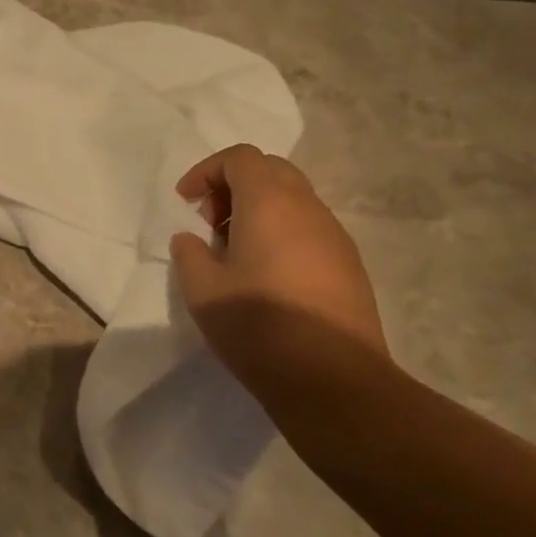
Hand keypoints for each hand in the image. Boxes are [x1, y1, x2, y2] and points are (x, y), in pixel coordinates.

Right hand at [169, 144, 385, 386]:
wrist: (332, 379)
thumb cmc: (258, 326)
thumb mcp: (202, 289)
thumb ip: (189, 253)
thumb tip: (193, 239)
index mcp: (270, 203)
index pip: (240, 158)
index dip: (206, 171)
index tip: (186, 204)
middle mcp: (308, 208)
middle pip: (270, 171)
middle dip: (233, 187)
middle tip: (209, 224)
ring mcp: (335, 236)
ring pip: (293, 199)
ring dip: (257, 211)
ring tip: (232, 254)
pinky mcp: (349, 265)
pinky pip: (308, 228)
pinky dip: (280, 233)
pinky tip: (264, 276)